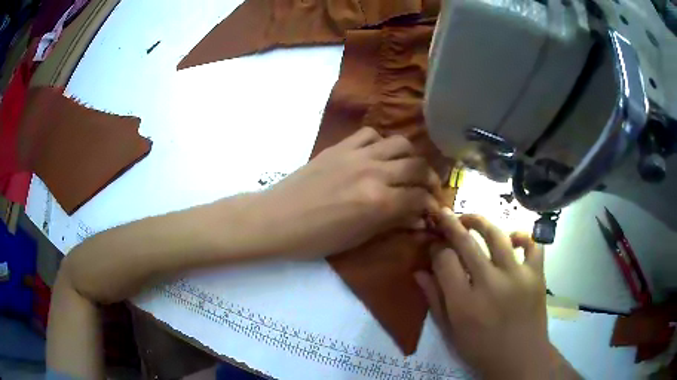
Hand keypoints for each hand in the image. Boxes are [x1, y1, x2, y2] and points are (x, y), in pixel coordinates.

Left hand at [250, 127, 441, 257]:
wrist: (276, 218)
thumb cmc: (316, 238)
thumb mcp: (358, 238)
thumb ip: (392, 223)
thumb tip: (419, 218)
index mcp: (379, 202)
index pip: (420, 197)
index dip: (431, 204)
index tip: (431, 209)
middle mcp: (374, 172)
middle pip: (417, 166)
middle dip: (429, 179)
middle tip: (426, 189)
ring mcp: (356, 154)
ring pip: (400, 143)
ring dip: (410, 156)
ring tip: (406, 169)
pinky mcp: (340, 146)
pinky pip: (370, 134)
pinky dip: (381, 143)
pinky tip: (377, 156)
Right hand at [415, 209, 550, 379]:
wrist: (520, 359)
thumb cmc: (481, 350)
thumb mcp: (451, 332)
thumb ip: (435, 300)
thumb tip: (418, 272)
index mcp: (464, 303)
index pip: (445, 260)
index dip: (436, 248)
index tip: (433, 246)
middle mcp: (490, 283)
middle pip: (467, 242)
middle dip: (451, 223)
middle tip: (443, 214)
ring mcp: (517, 276)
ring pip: (497, 235)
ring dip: (481, 221)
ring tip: (470, 219)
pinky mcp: (537, 274)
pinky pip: (532, 244)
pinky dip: (522, 236)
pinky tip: (512, 238)